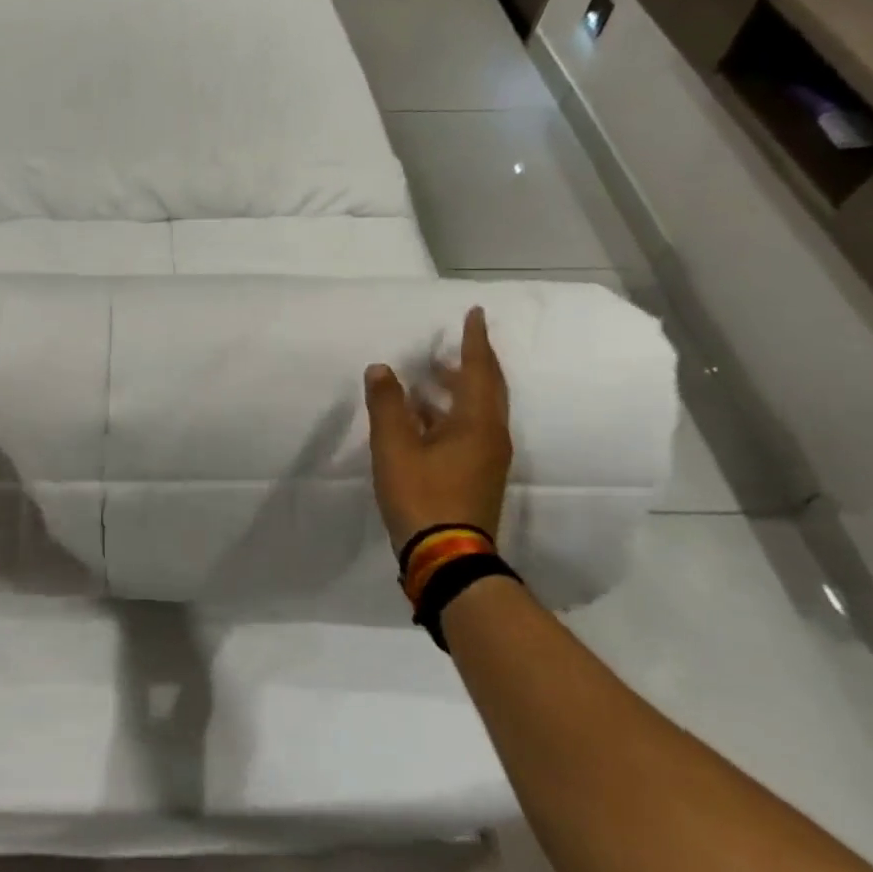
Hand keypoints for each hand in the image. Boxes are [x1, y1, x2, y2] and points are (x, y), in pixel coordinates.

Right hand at [365, 306, 512, 546]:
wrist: (447, 558)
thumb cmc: (422, 496)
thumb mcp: (394, 447)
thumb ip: (387, 405)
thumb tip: (382, 368)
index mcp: (477, 424)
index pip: (478, 370)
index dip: (474, 340)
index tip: (474, 313)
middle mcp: (491, 436)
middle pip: (486, 389)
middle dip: (469, 364)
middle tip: (448, 347)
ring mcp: (487, 459)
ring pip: (477, 411)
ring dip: (457, 390)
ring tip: (429, 378)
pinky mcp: (478, 476)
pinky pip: (469, 430)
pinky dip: (450, 414)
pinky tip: (424, 419)